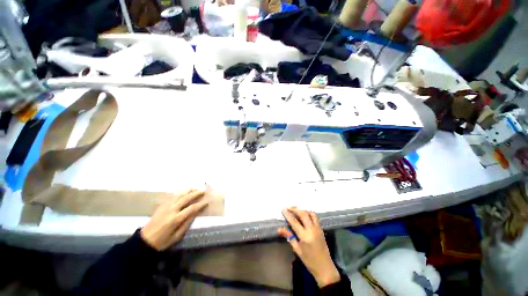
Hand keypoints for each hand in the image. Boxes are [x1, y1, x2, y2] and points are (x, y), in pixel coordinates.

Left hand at [140, 189, 207, 250]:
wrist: (145, 241)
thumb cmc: (163, 241)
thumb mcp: (177, 236)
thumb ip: (187, 223)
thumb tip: (196, 213)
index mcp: (176, 219)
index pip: (191, 208)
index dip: (200, 204)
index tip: (207, 201)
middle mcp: (171, 210)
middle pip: (186, 198)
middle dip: (196, 194)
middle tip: (203, 191)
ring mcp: (165, 206)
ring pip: (179, 195)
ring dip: (188, 191)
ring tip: (195, 189)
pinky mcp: (161, 205)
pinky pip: (173, 196)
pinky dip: (181, 193)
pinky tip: (185, 192)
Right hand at [279, 208, 340, 287]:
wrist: (325, 267)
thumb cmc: (309, 260)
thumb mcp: (297, 249)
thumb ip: (289, 237)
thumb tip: (279, 229)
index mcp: (305, 236)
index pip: (294, 222)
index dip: (288, 214)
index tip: (283, 209)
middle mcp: (312, 229)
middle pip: (303, 214)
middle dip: (295, 209)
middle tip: (288, 207)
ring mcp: (317, 228)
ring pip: (310, 213)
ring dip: (302, 210)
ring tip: (296, 210)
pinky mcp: (321, 228)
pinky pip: (314, 217)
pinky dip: (308, 213)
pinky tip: (304, 215)